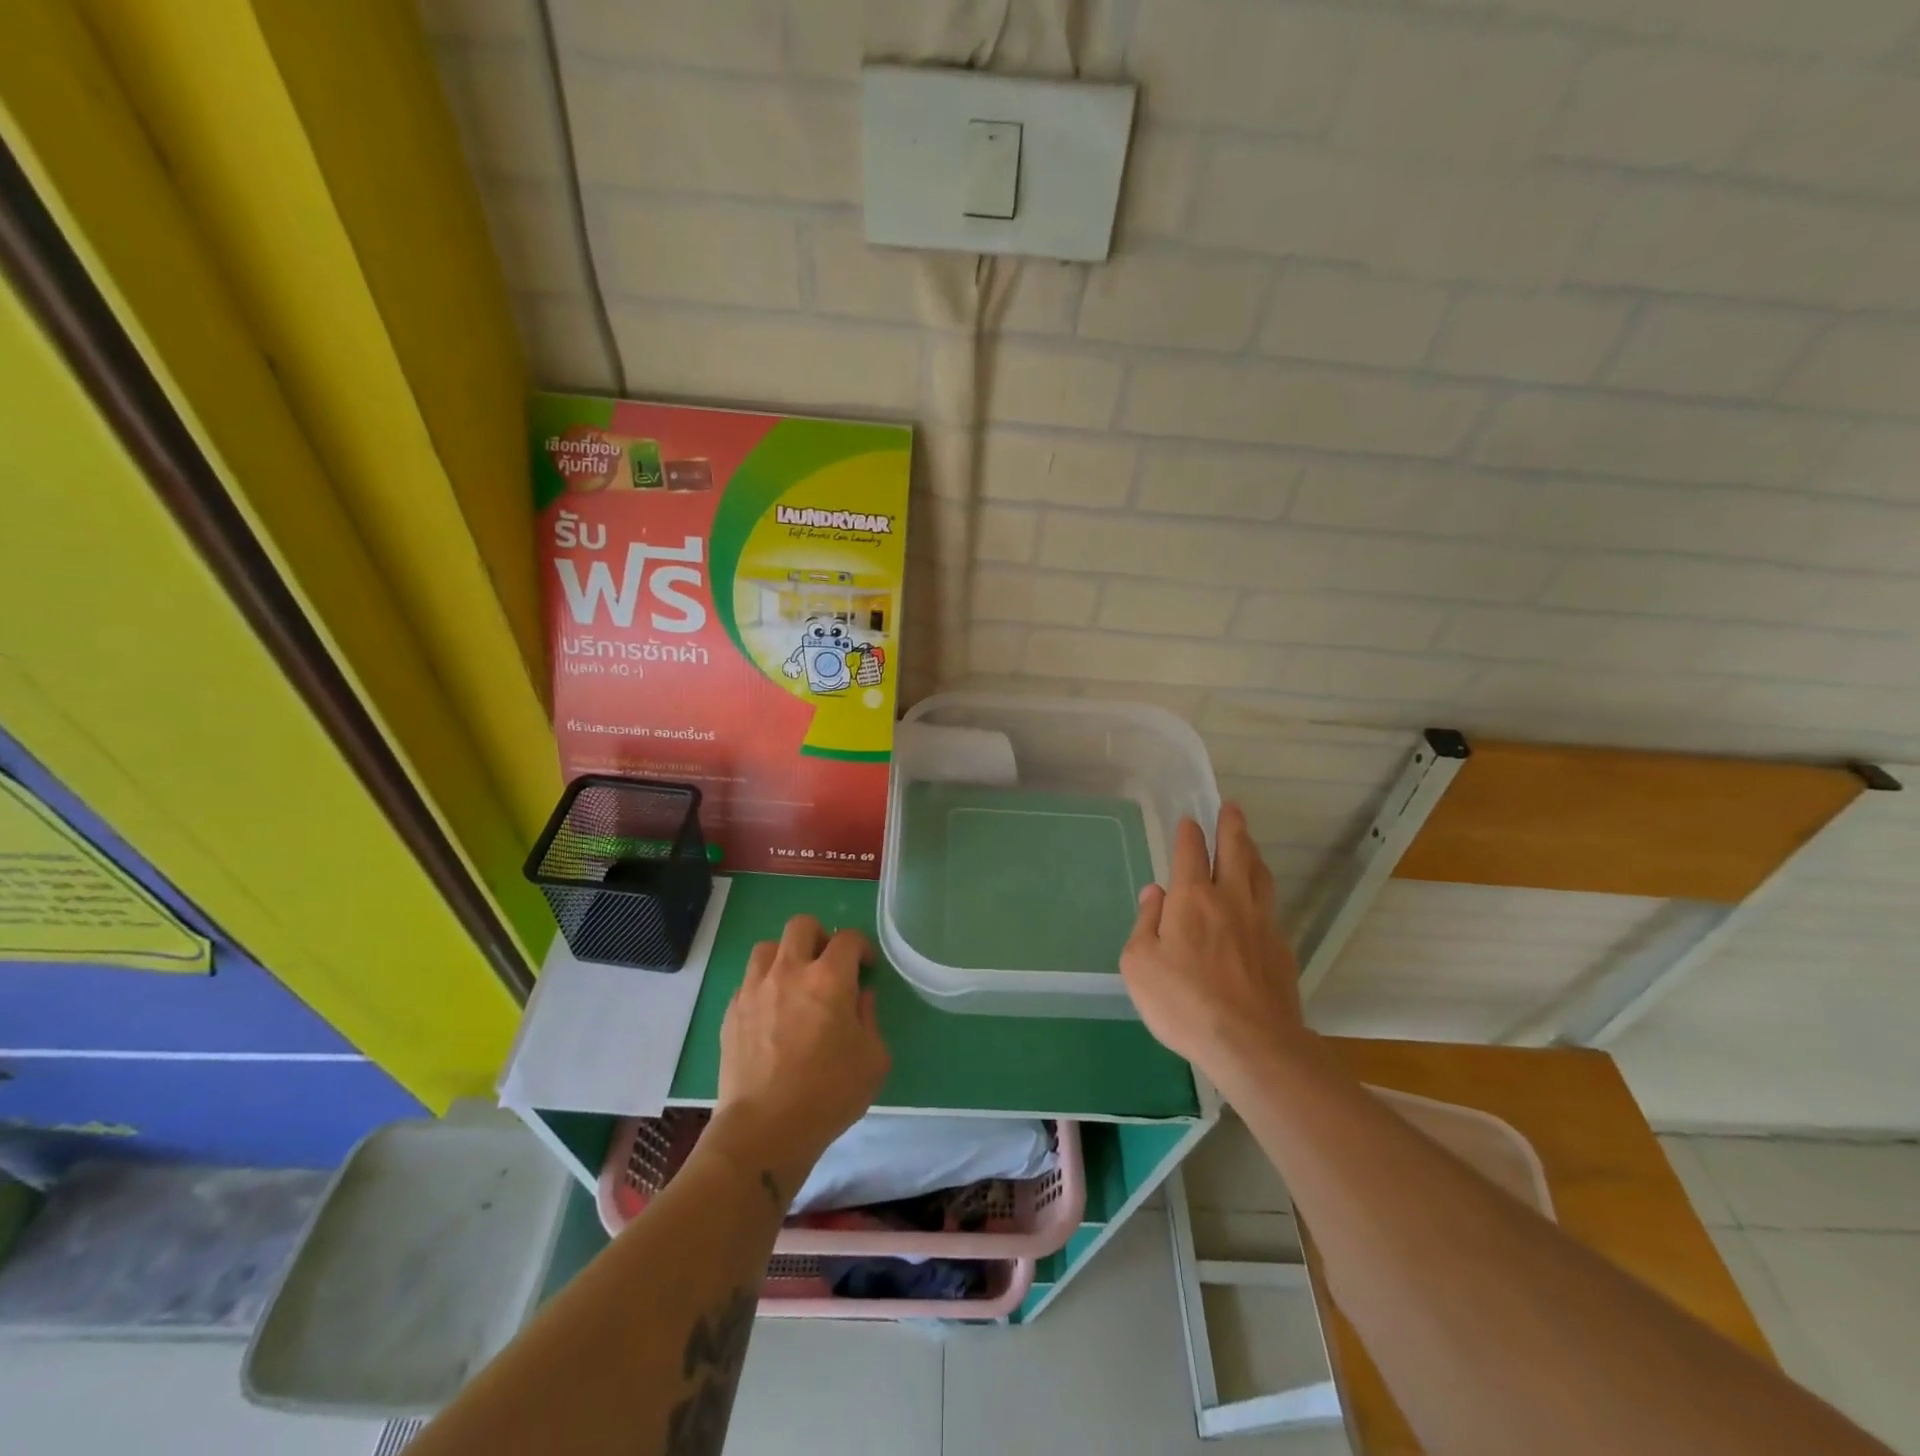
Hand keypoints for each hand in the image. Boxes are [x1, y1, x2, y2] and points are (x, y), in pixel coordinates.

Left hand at [709, 915, 890, 1204]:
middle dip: (820, 936)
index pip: (847, 938)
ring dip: (786, 956)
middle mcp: (790, 971)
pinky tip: (772, 1012)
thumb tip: (859, 997)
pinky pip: (749, 980)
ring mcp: (755, 989)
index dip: (860, 947)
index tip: (865, 967)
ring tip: (795, 983)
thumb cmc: (828, 1095)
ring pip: (768, 947)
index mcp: (829, 979)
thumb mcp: (872, 1059)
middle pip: (802, 925)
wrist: (764, 1130)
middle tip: (827, 965)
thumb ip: (869, 1018)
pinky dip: (764, 985)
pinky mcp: (732, 1011)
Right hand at [1120, 805, 1307, 1088]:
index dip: (1189, 833)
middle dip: (1231, 826)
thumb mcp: (1139, 964)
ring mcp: (1261, 922)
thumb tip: (1154, 892)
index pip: (1191, 852)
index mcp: (1192, 898)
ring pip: (1259, 874)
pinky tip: (1260, 898)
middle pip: (1235, 851)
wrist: (1251, 1043)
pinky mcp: (1281, 948)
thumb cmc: (1183, 1002)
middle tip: (1232, 807)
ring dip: (1252, 852)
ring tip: (1248, 842)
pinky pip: (1271, 905)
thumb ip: (1145, 922)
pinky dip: (1263, 889)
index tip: (1189, 820)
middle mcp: (1230, 899)